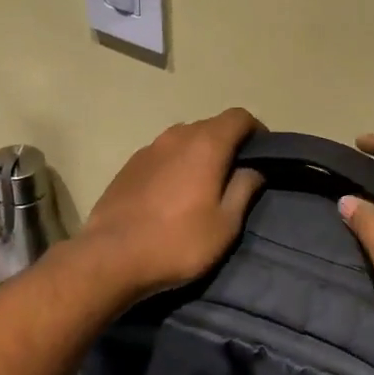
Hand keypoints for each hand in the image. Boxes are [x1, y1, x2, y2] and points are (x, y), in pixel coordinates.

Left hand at [78, 108, 264, 298]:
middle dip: (228, 143)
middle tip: (236, 175)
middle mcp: (176, 136)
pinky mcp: (129, 165)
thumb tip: (253, 169)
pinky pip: (162, 154)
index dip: (255, 130)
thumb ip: (243, 189)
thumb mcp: (225, 224)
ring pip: (184, 139)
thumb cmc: (178, 242)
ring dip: (199, 153)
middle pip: (211, 126)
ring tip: (204, 185)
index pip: (238, 117)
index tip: (262, 154)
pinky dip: (176, 164)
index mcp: (205, 144)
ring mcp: (148, 148)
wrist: (111, 257)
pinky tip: (173, 194)